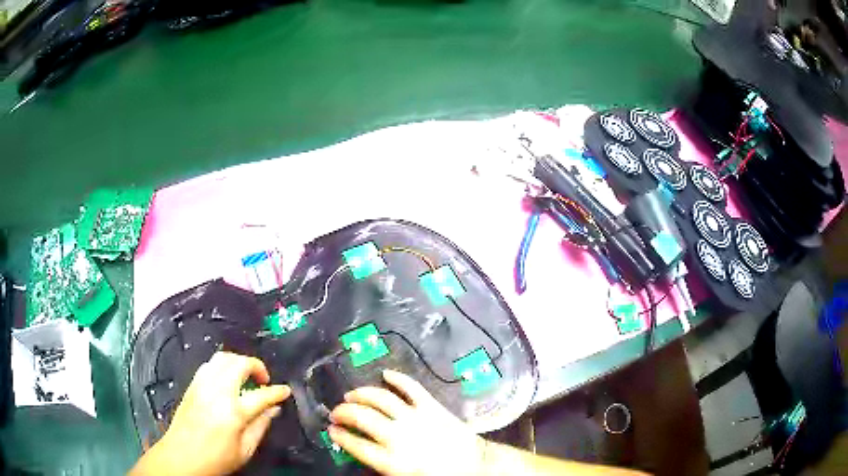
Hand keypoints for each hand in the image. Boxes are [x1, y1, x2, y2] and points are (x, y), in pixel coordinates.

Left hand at [131, 352, 290, 475]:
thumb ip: (261, 426)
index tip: (285, 391)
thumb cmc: (216, 458)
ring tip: (246, 376)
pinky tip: (227, 379)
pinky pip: (210, 364)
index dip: (277, 391)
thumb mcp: (245, 450)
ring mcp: (202, 384)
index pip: (261, 395)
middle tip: (264, 380)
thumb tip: (273, 410)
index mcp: (233, 411)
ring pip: (223, 357)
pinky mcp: (192, 384)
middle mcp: (217, 391)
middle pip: (240, 363)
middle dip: (257, 366)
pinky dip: (223, 365)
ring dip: (239, 362)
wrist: (181, 456)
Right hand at [328, 369, 485, 475]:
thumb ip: (380, 462)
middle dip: (343, 413)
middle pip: (362, 418)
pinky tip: (385, 374)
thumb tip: (359, 447)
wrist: (474, 465)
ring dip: (362, 394)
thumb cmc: (438, 475)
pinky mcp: (431, 406)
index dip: (339, 436)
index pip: (355, 445)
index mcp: (391, 460)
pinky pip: (411, 387)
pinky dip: (397, 378)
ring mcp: (415, 418)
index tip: (331, 430)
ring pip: (381, 398)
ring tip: (351, 395)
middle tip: (336, 411)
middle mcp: (398, 436)